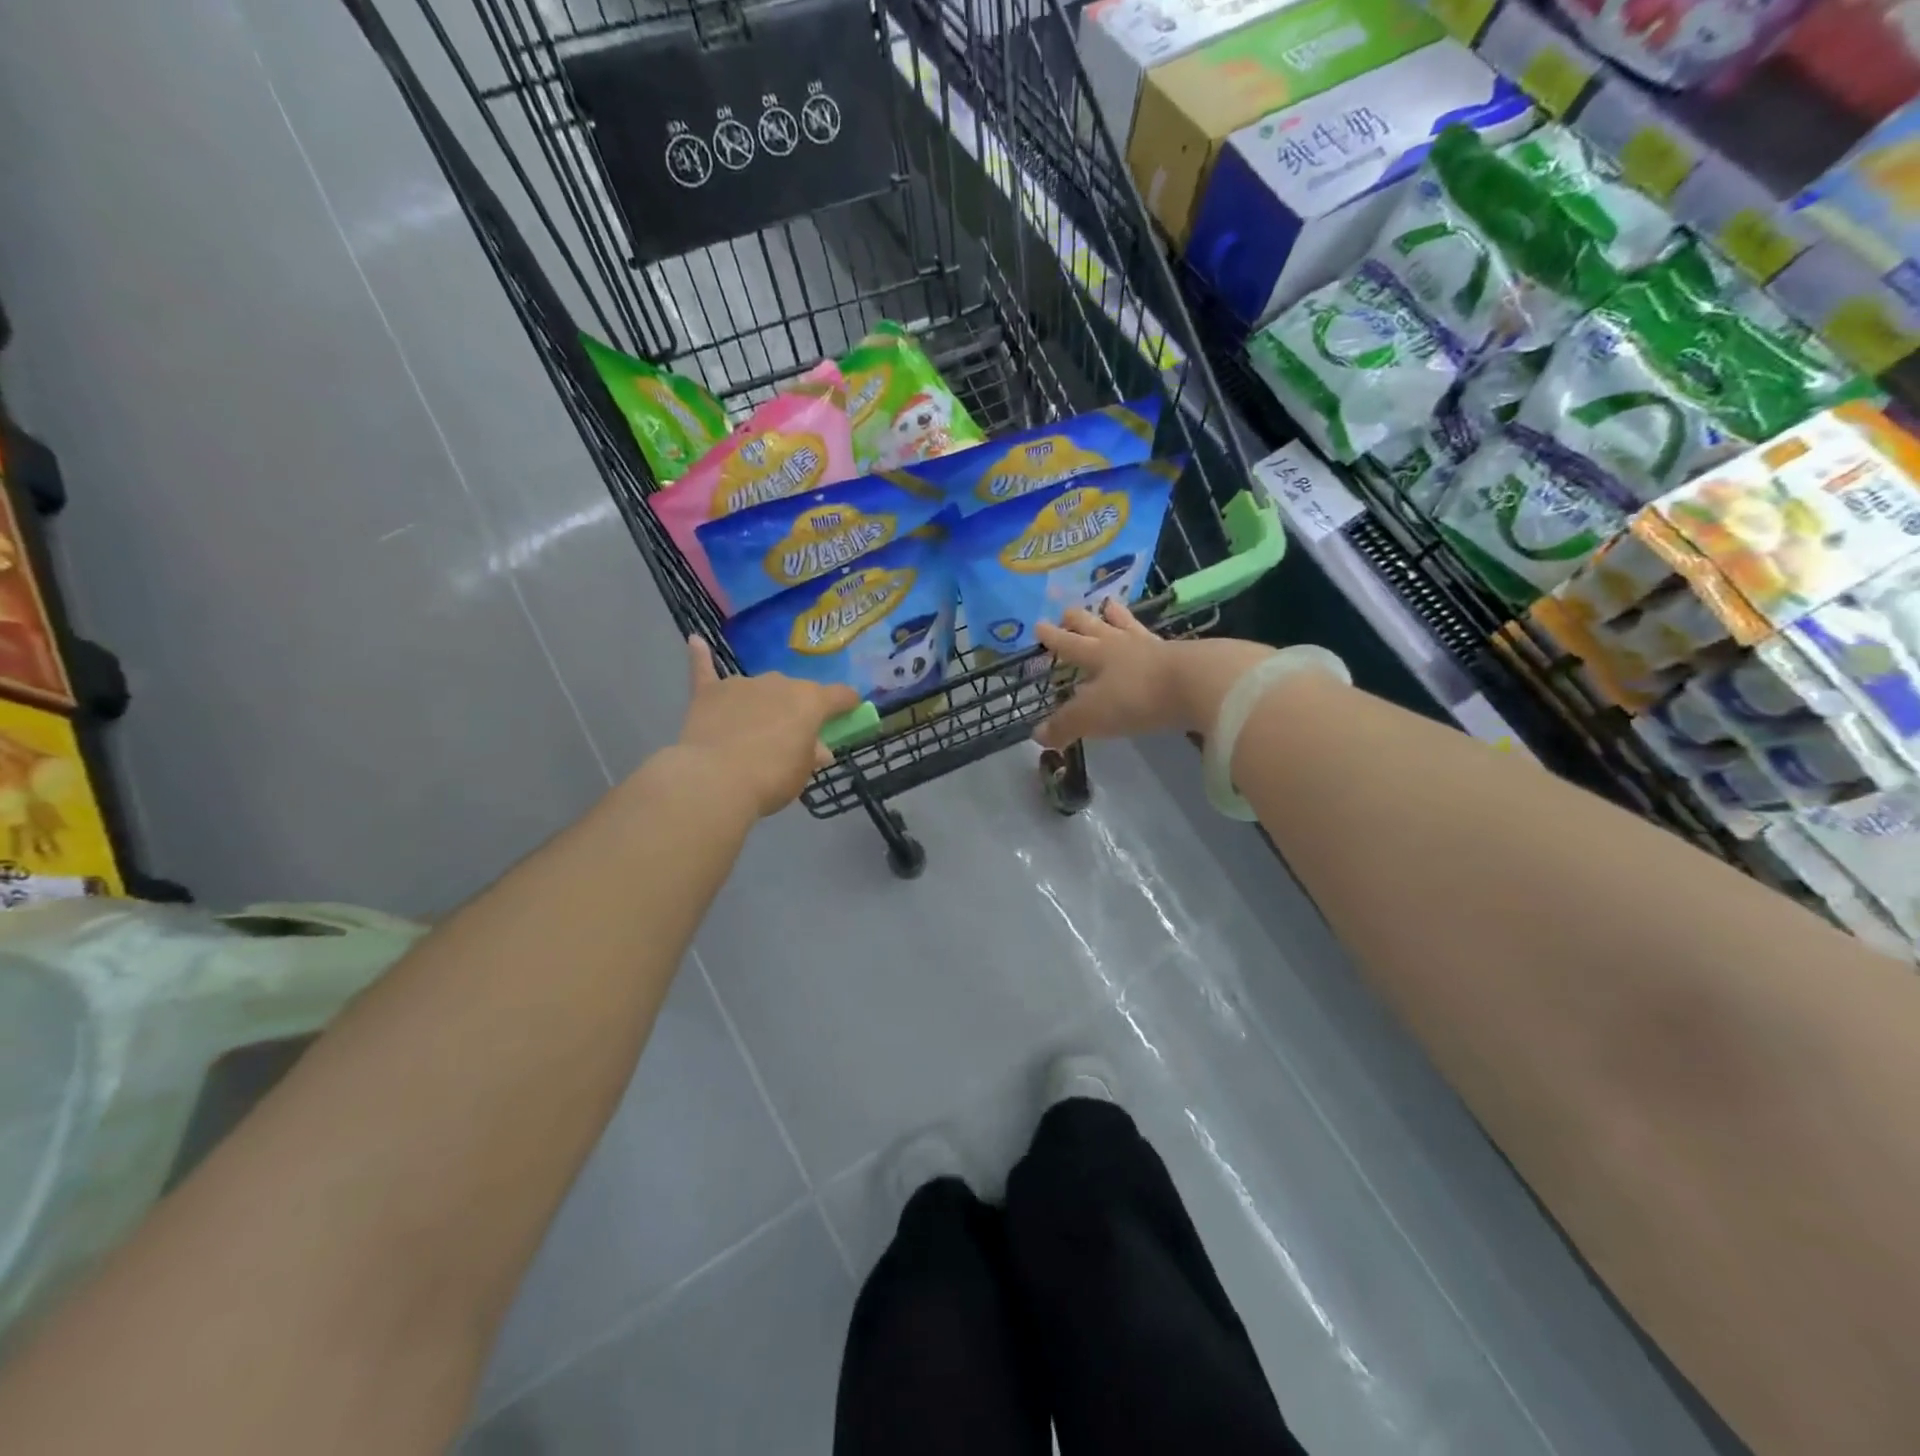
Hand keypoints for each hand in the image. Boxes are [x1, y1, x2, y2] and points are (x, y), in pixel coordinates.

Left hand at [676, 636, 859, 816]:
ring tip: (752, 728)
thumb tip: (818, 749)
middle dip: (796, 709)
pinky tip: (695, 642)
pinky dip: (701, 657)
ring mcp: (742, 683)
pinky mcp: (709, 692)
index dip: (847, 703)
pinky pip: (705, 670)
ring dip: (762, 702)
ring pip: (759, 689)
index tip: (850, 711)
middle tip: (790, 736)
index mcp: (810, 701)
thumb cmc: (771, 777)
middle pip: (796, 691)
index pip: (840, 695)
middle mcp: (780, 683)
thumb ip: (812, 755)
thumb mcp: (802, 773)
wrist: (715, 779)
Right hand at [1034, 601, 1276, 747]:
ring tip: (1111, 606)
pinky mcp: (1184, 657)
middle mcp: (1124, 646)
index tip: (1039, 625)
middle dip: (1080, 621)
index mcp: (1099, 655)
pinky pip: (1159, 642)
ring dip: (1118, 618)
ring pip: (1130, 628)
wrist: (1198, 684)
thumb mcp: (1093, 715)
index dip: (1054, 638)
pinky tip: (1154, 640)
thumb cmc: (1137, 697)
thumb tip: (1037, 735)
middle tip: (1069, 610)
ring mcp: (1155, 648)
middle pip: (1097, 628)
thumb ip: (1066, 725)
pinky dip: (1150, 638)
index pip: (1070, 644)